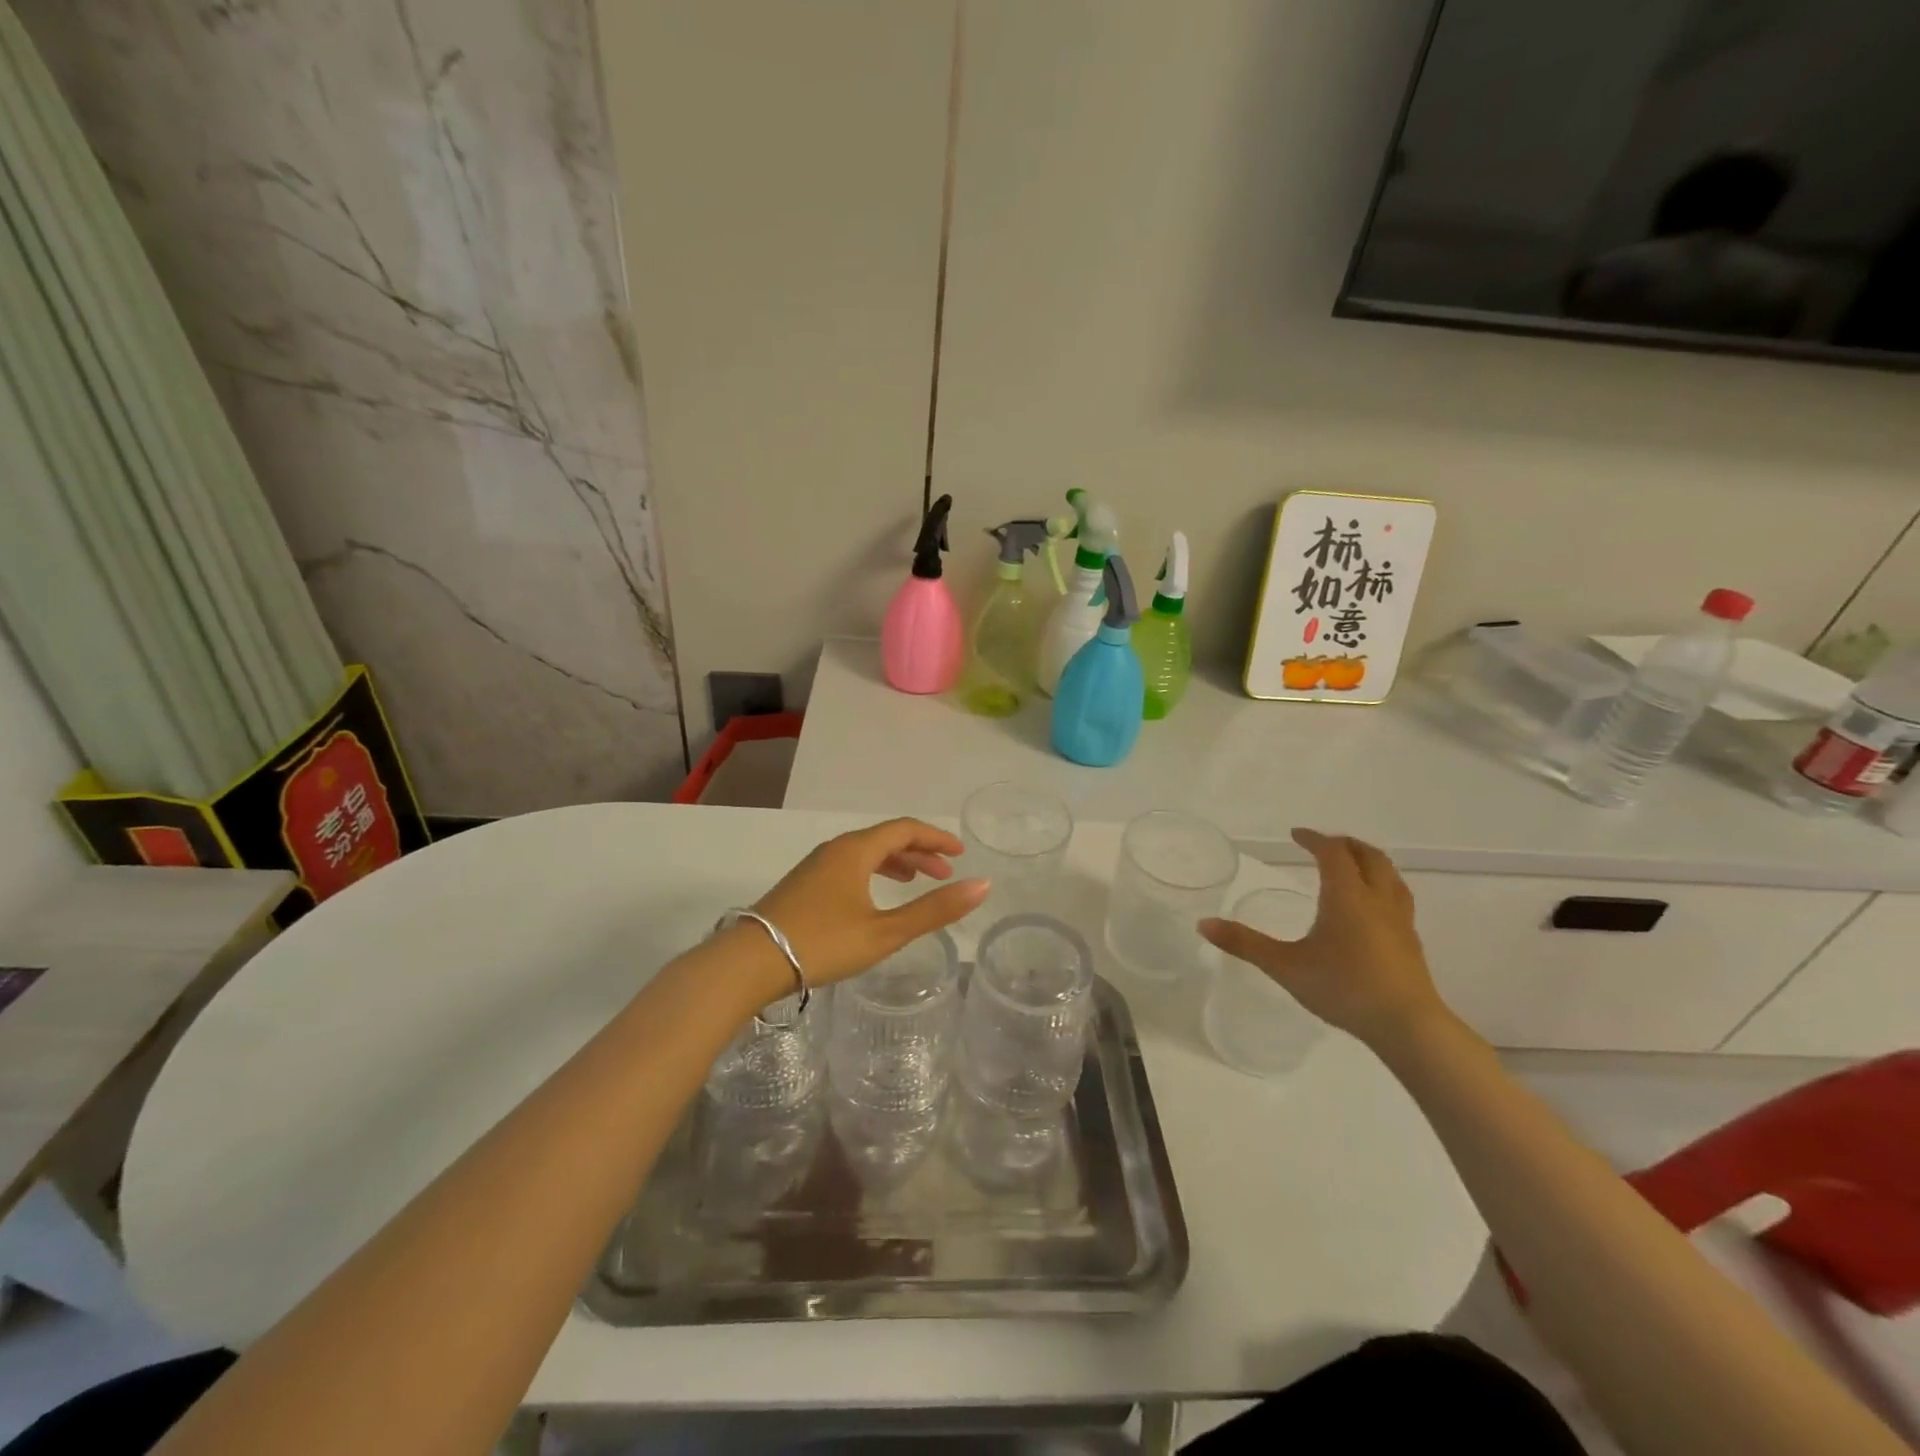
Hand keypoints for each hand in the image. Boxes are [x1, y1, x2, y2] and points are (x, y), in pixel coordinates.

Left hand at [752, 818, 988, 989]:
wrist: (749, 963)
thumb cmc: (823, 943)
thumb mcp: (885, 931)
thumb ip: (934, 910)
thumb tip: (982, 885)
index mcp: (856, 850)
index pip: (905, 829)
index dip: (936, 838)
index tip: (960, 853)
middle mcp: (835, 849)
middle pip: (885, 838)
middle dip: (919, 852)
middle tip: (945, 872)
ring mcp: (815, 866)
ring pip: (865, 853)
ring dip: (895, 862)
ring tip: (915, 881)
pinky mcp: (803, 885)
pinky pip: (849, 866)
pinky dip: (873, 872)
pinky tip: (874, 897)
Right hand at [1199, 828, 1446, 1050]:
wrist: (1406, 1025)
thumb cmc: (1344, 988)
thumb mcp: (1285, 966)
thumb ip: (1245, 944)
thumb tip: (1203, 924)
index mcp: (1346, 895)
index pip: (1332, 852)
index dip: (1314, 839)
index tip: (1296, 835)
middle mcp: (1377, 899)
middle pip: (1368, 856)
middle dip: (1345, 844)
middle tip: (1323, 844)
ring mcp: (1400, 920)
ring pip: (1390, 875)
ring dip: (1369, 861)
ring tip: (1352, 866)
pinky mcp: (1411, 941)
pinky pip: (1399, 897)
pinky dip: (1383, 886)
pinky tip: (1373, 907)